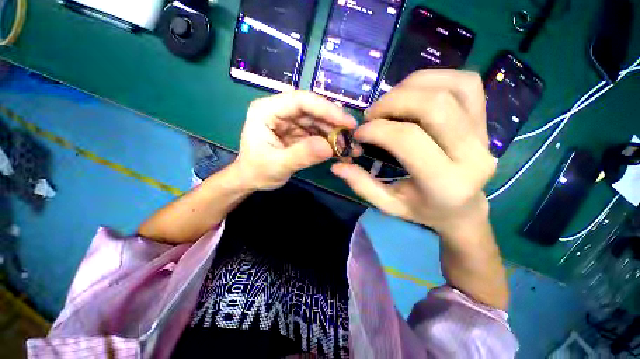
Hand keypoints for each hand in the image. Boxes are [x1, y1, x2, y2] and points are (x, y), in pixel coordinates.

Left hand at [234, 91, 356, 189]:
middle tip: (354, 138)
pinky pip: (318, 134)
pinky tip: (342, 152)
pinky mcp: (298, 133)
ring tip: (351, 149)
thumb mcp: (277, 165)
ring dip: (336, 135)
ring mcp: (291, 122)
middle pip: (313, 111)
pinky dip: (331, 143)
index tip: (348, 122)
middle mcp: (281, 111)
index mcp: (267, 110)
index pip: (301, 100)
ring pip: (319, 122)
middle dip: (335, 124)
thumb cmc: (257, 171)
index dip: (326, 109)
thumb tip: (329, 147)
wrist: (252, 180)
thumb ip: (301, 155)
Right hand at [332, 70, 495, 241]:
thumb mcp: (388, 205)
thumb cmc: (423, 210)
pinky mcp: (486, 120)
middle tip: (372, 114)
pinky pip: (466, 83)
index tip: (359, 133)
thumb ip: (361, 185)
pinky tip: (414, 92)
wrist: (463, 208)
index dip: (377, 130)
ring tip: (390, 102)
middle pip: (433, 106)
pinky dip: (435, 78)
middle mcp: (473, 155)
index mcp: (445, 183)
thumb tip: (337, 166)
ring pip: (451, 88)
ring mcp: (485, 134)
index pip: (408, 140)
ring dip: (411, 86)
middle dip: (393, 102)